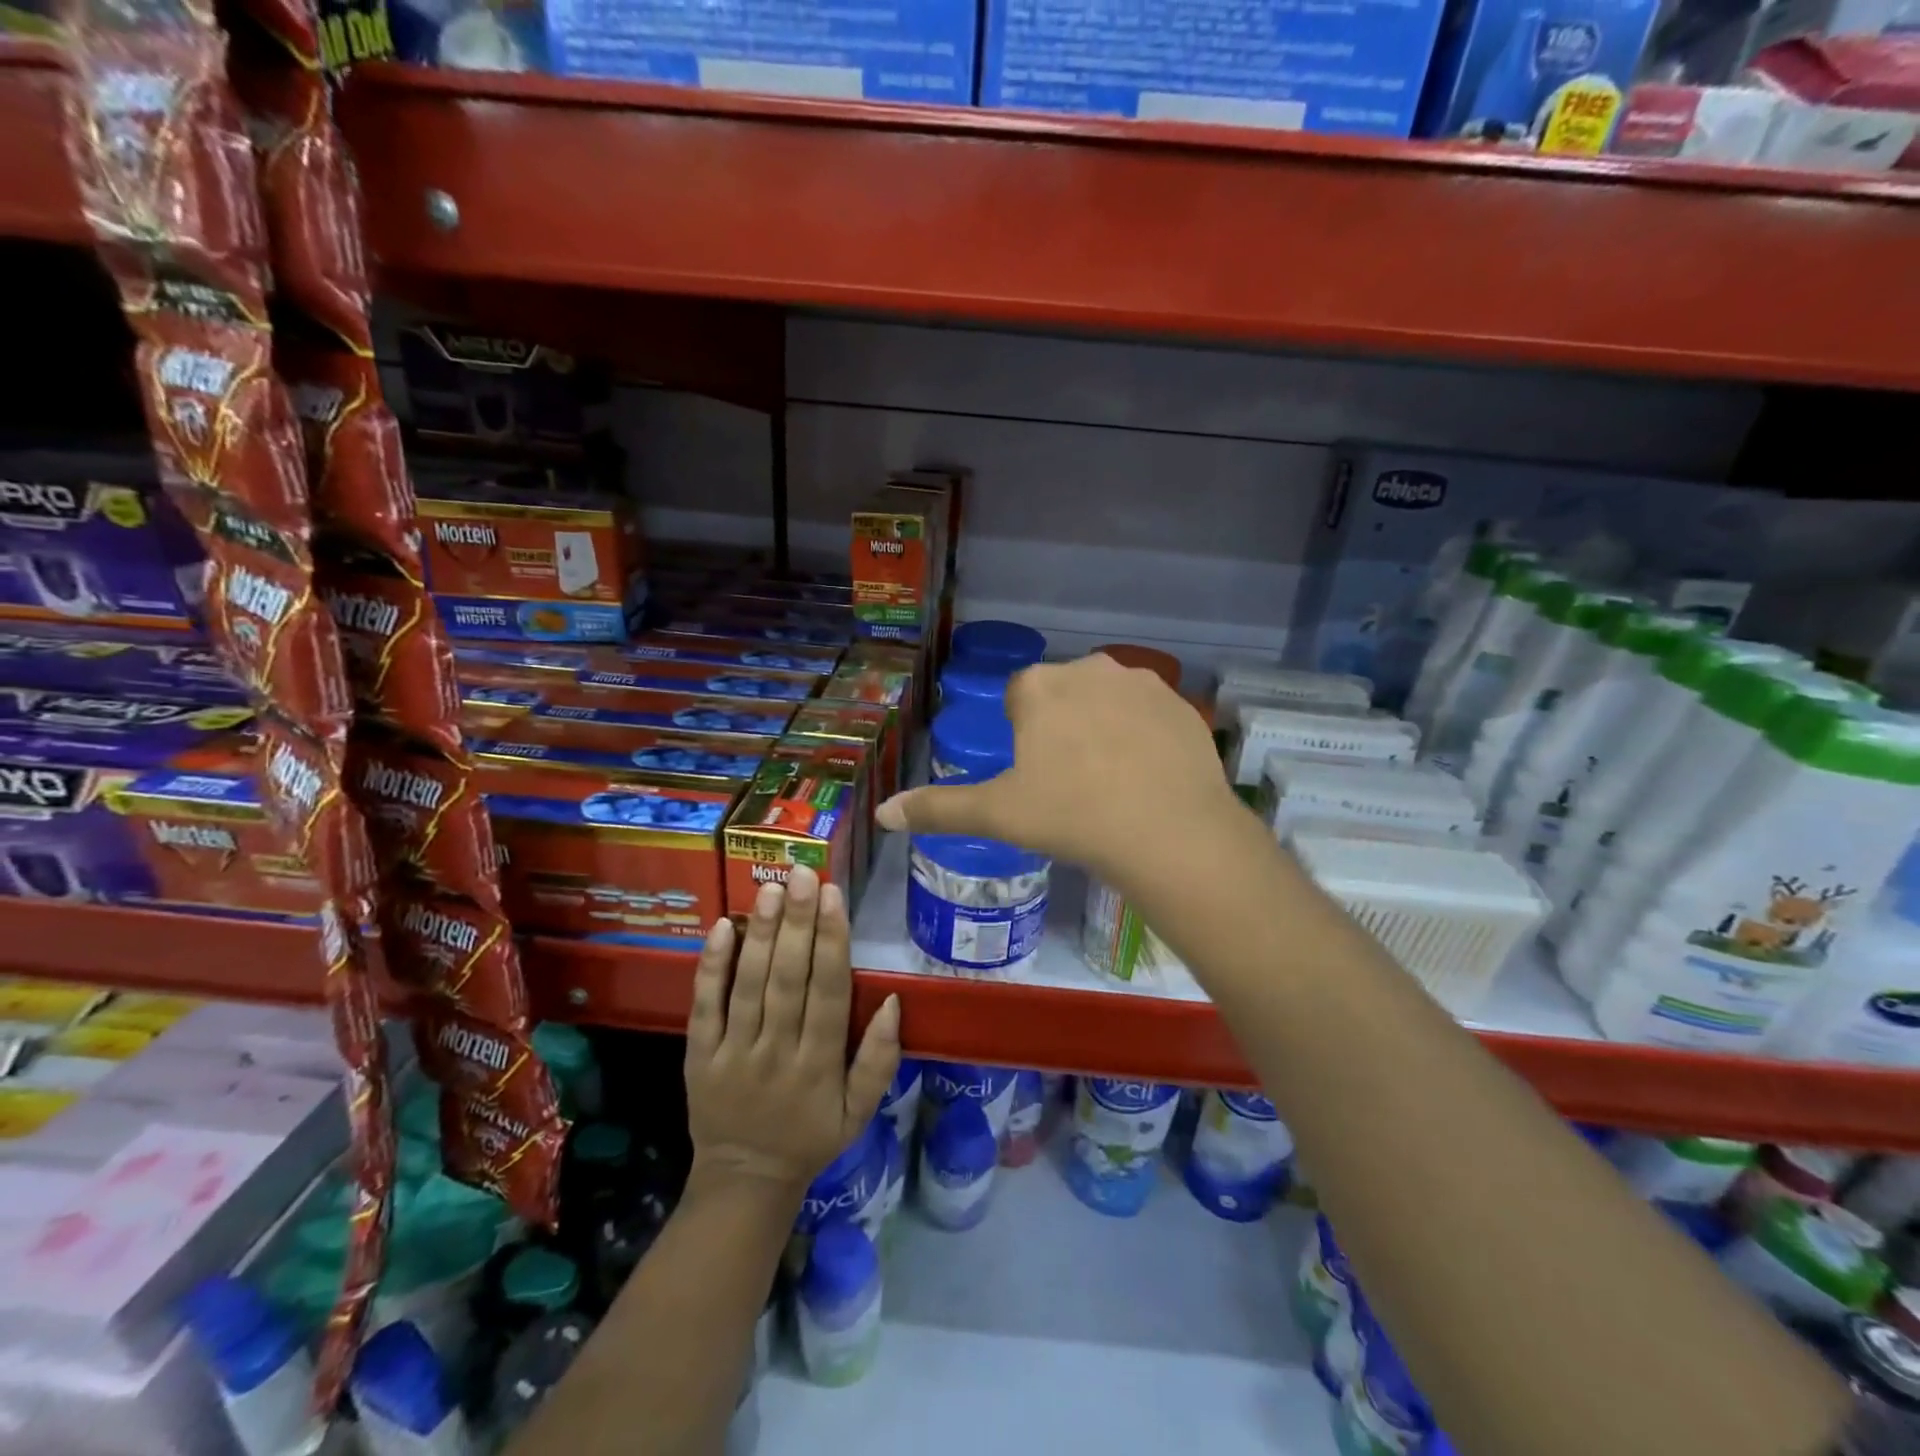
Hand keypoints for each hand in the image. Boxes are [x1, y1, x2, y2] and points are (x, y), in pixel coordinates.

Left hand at [684, 865, 900, 1199]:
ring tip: (769, 889)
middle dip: (797, 923)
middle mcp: (777, 1052)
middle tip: (802, 874)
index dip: (832, 942)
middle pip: (789, 980)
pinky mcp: (699, 1057)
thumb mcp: (860, 1112)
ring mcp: (734, 1053)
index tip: (833, 896)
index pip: (829, 992)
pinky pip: (704, 1008)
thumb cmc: (810, 1137)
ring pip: (749, 986)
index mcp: (820, 1065)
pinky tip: (722, 927)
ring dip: (760, 934)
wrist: (744, 1181)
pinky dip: (711, 967)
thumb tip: (894, 1001)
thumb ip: (880, 1060)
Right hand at [874, 654, 1240, 890]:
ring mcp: (1143, 683)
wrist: (1169, 833)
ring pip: (1109, 700)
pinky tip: (1149, 777)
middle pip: (1065, 693)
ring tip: (1112, 780)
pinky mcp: (1182, 705)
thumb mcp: (998, 815)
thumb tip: (882, 813)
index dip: (1022, 733)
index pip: (1020, 696)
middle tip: (1070, 781)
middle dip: (1062, 724)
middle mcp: (1090, 668)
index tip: (1034, 772)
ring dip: (1104, 726)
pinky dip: (1145, 737)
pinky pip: (1151, 715)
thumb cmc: (1071, 817)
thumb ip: (938, 808)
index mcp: (1041, 686)